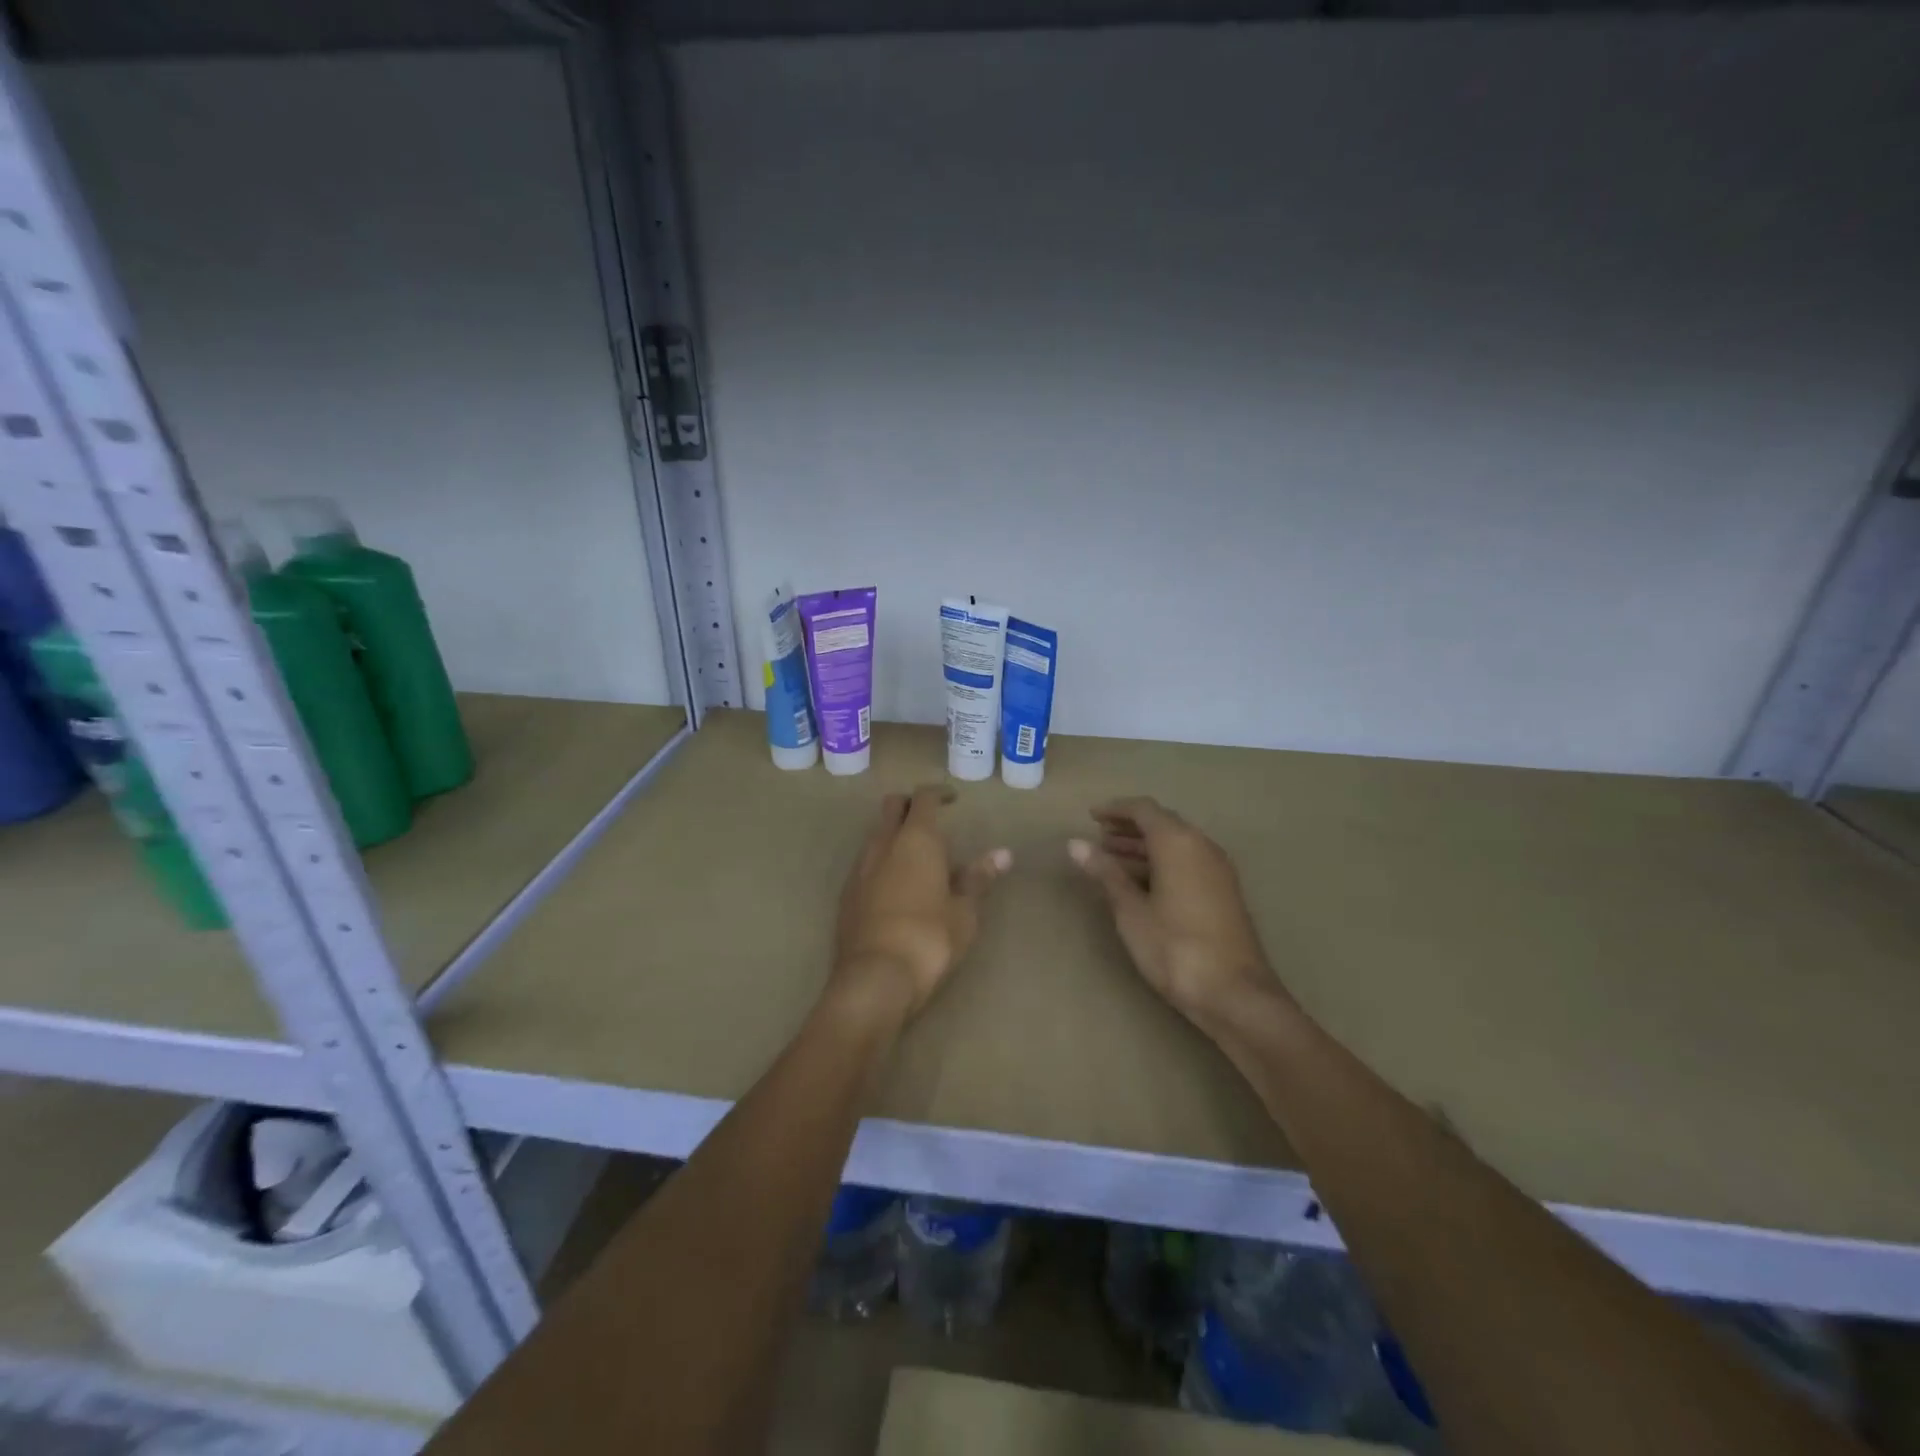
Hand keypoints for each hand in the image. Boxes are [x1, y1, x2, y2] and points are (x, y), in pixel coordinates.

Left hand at [829, 786, 1011, 1024]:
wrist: (874, 978)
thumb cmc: (929, 938)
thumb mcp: (964, 911)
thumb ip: (978, 878)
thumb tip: (1003, 854)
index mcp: (916, 840)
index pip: (923, 798)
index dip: (938, 793)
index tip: (953, 799)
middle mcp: (883, 844)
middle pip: (892, 807)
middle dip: (910, 806)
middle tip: (932, 820)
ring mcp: (860, 868)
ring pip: (877, 834)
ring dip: (895, 834)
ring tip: (920, 858)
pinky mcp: (847, 894)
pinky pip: (867, 862)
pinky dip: (883, 860)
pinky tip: (898, 886)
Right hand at [1069, 797, 1285, 1025]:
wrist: (1235, 994)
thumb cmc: (1175, 948)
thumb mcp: (1131, 911)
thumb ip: (1105, 873)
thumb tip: (1075, 844)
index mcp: (1178, 843)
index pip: (1144, 810)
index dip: (1116, 809)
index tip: (1091, 816)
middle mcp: (1202, 846)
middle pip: (1163, 823)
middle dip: (1129, 827)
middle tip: (1099, 837)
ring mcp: (1218, 870)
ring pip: (1176, 844)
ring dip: (1144, 846)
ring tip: (1112, 858)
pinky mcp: (1224, 892)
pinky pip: (1188, 861)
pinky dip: (1162, 862)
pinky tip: (1143, 883)